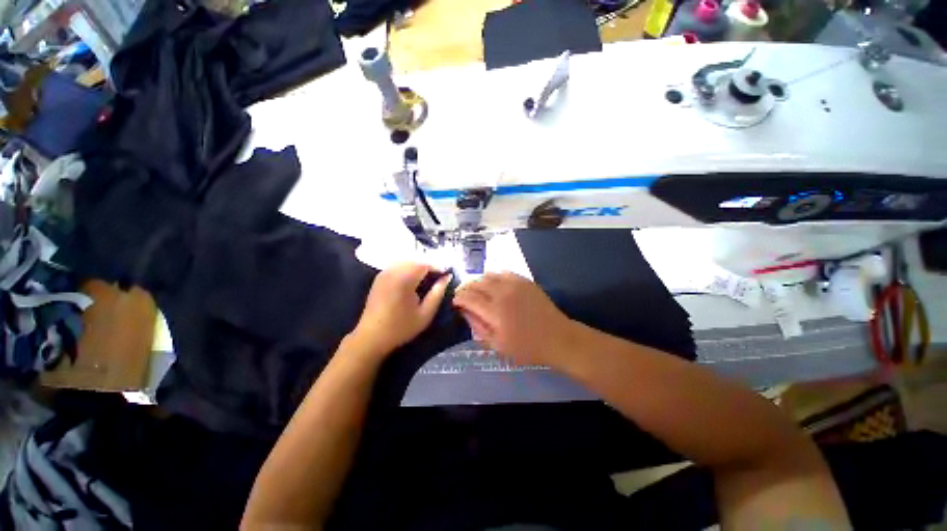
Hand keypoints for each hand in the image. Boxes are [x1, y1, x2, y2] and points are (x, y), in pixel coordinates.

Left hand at [349, 263, 451, 357]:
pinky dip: (408, 269)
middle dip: (429, 266)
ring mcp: (384, 273)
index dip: (438, 267)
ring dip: (419, 267)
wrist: (371, 337)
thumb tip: (447, 277)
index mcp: (404, 279)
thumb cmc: (401, 327)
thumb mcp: (425, 313)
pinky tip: (413, 281)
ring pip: (406, 262)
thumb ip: (438, 293)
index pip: (425, 264)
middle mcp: (393, 272)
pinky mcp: (379, 277)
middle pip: (416, 261)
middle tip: (439, 277)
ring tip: (428, 279)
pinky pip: (398, 266)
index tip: (447, 275)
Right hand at [453, 272, 574, 366]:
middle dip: (466, 288)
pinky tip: (493, 284)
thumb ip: (478, 327)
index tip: (455, 301)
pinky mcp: (524, 281)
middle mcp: (502, 293)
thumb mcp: (498, 345)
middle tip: (463, 295)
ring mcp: (514, 284)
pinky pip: (503, 272)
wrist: (557, 337)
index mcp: (494, 311)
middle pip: (476, 283)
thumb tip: (465, 312)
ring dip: (478, 281)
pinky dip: (494, 276)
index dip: (458, 298)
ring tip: (476, 289)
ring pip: (488, 275)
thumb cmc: (527, 347)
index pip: (468, 298)